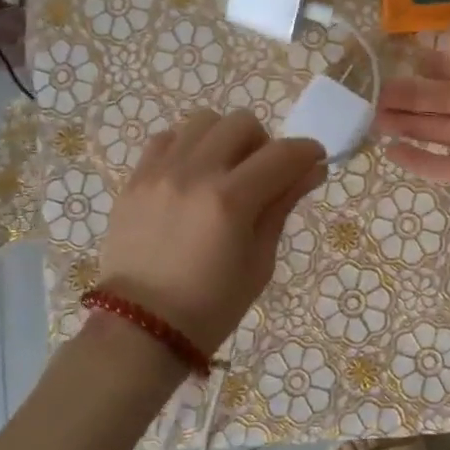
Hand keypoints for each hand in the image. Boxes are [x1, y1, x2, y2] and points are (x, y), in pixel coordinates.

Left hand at [99, 109, 326, 355]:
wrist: (141, 328)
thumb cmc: (212, 306)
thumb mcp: (259, 262)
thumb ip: (282, 206)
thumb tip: (312, 169)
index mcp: (230, 201)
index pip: (282, 154)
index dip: (307, 152)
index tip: (314, 160)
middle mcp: (194, 174)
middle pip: (241, 123)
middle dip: (264, 143)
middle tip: (264, 174)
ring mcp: (159, 172)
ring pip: (203, 121)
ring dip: (224, 138)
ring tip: (224, 170)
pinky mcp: (135, 179)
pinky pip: (167, 138)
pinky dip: (188, 146)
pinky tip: (191, 174)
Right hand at [373, 30, 449, 228]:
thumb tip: (434, 47)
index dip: (431, 61)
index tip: (396, 61)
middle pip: (444, 97)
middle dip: (409, 94)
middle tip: (371, 95)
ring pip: (439, 129)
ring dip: (406, 123)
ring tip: (371, 119)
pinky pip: (442, 165)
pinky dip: (417, 159)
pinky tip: (389, 152)